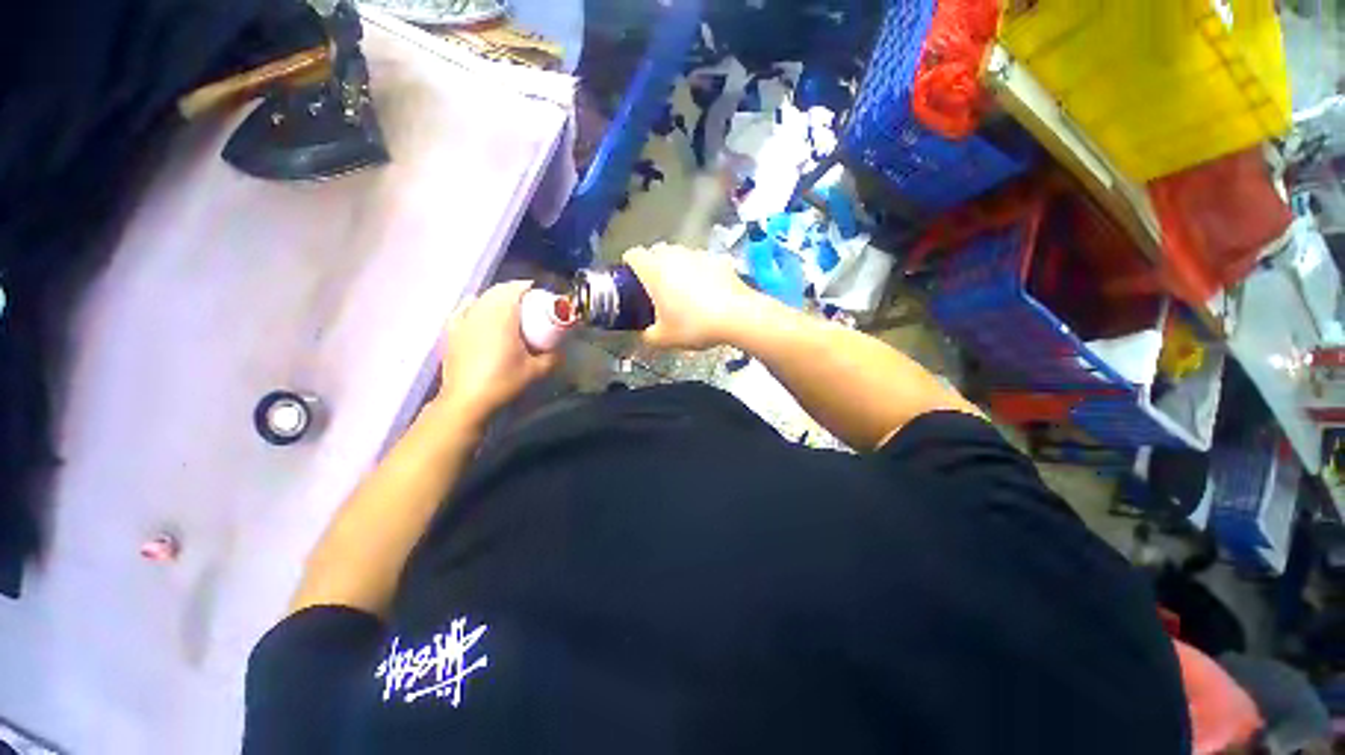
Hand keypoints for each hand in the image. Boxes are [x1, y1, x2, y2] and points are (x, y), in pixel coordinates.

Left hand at [434, 280, 558, 424]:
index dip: (526, 286)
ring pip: (480, 298)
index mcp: (502, 317)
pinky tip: (477, 310)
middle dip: (512, 291)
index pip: (513, 289)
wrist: (467, 400)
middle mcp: (480, 312)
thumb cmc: (503, 382)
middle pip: (496, 291)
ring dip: (494, 297)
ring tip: (506, 306)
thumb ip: (552, 358)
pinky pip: (463, 309)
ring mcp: (463, 321)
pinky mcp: (451, 332)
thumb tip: (561, 351)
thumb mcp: (536, 371)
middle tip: (527, 301)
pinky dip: (473, 305)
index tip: (538, 290)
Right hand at [623, 243, 757, 349]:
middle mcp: (674, 254)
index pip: (633, 254)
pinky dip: (700, 272)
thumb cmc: (694, 325)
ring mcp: (699, 254)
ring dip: (677, 267)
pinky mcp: (719, 259)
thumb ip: (648, 336)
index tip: (632, 280)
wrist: (737, 317)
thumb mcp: (664, 339)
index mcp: (655, 270)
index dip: (629, 265)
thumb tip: (645, 334)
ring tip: (684, 290)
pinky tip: (708, 291)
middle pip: (656, 251)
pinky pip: (702, 262)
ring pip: (680, 254)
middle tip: (657, 289)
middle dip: (653, 265)